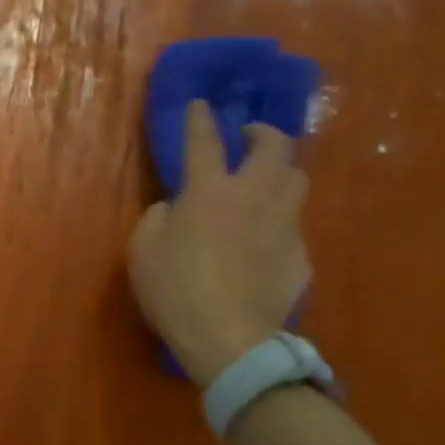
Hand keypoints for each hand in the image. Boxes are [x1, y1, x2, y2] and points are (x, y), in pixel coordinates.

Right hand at [129, 101, 310, 386]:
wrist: (230, 340)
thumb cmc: (175, 291)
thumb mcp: (142, 251)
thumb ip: (157, 218)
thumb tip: (174, 208)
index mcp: (209, 192)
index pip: (204, 141)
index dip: (200, 119)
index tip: (200, 104)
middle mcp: (254, 197)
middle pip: (275, 146)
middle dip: (263, 132)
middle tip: (249, 138)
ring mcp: (284, 226)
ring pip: (297, 181)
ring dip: (279, 174)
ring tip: (263, 187)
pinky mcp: (301, 257)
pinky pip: (293, 229)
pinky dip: (278, 228)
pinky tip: (263, 248)